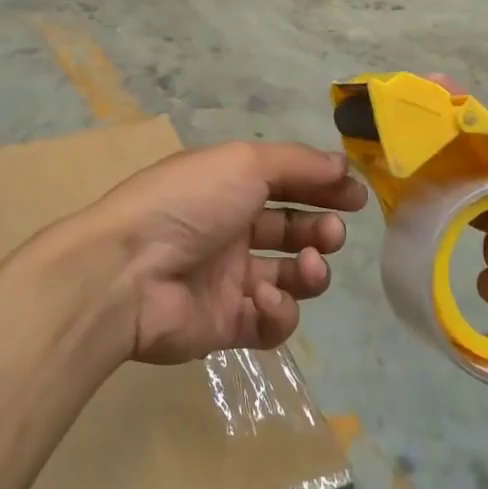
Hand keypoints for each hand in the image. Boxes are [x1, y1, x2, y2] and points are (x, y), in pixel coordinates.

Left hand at [71, 142, 367, 365]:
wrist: (130, 272)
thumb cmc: (189, 202)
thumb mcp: (244, 162)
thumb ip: (298, 163)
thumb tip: (341, 163)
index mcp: (229, 186)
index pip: (287, 184)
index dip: (323, 188)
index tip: (357, 197)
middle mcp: (230, 230)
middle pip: (292, 230)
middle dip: (322, 230)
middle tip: (333, 232)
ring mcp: (229, 280)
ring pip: (290, 278)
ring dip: (311, 270)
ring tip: (310, 264)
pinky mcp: (227, 326)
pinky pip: (270, 322)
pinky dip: (279, 311)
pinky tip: (266, 299)